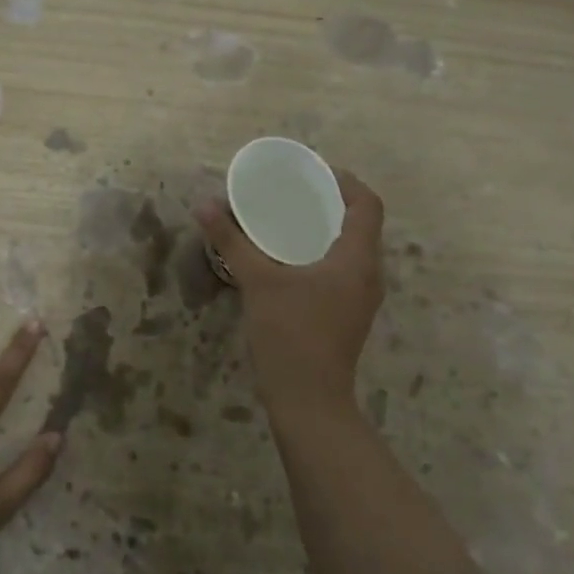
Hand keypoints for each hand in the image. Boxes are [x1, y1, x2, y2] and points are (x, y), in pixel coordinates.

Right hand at [196, 169, 384, 411]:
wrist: (308, 400)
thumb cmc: (290, 334)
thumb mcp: (257, 281)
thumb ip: (232, 241)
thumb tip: (205, 205)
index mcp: (357, 259)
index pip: (368, 205)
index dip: (347, 182)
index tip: (316, 173)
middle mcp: (369, 274)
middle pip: (362, 225)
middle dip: (332, 204)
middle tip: (295, 193)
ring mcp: (362, 298)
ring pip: (352, 250)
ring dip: (327, 231)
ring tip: (290, 221)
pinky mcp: (350, 315)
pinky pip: (343, 270)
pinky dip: (323, 254)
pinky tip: (291, 260)